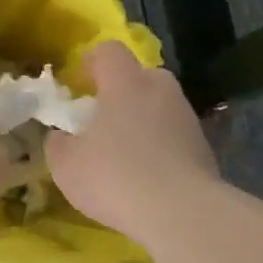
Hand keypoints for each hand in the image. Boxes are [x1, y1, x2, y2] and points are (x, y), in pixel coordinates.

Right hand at [47, 42, 217, 240]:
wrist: (182, 212)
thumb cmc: (115, 176)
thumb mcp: (66, 164)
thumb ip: (58, 143)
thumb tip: (62, 137)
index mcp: (125, 82)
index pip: (109, 51)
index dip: (90, 62)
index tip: (77, 85)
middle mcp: (160, 89)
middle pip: (139, 76)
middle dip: (119, 92)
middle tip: (101, 120)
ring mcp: (187, 117)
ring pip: (158, 106)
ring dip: (141, 121)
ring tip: (124, 153)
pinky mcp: (204, 146)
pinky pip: (173, 135)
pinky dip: (159, 146)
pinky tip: (147, 176)